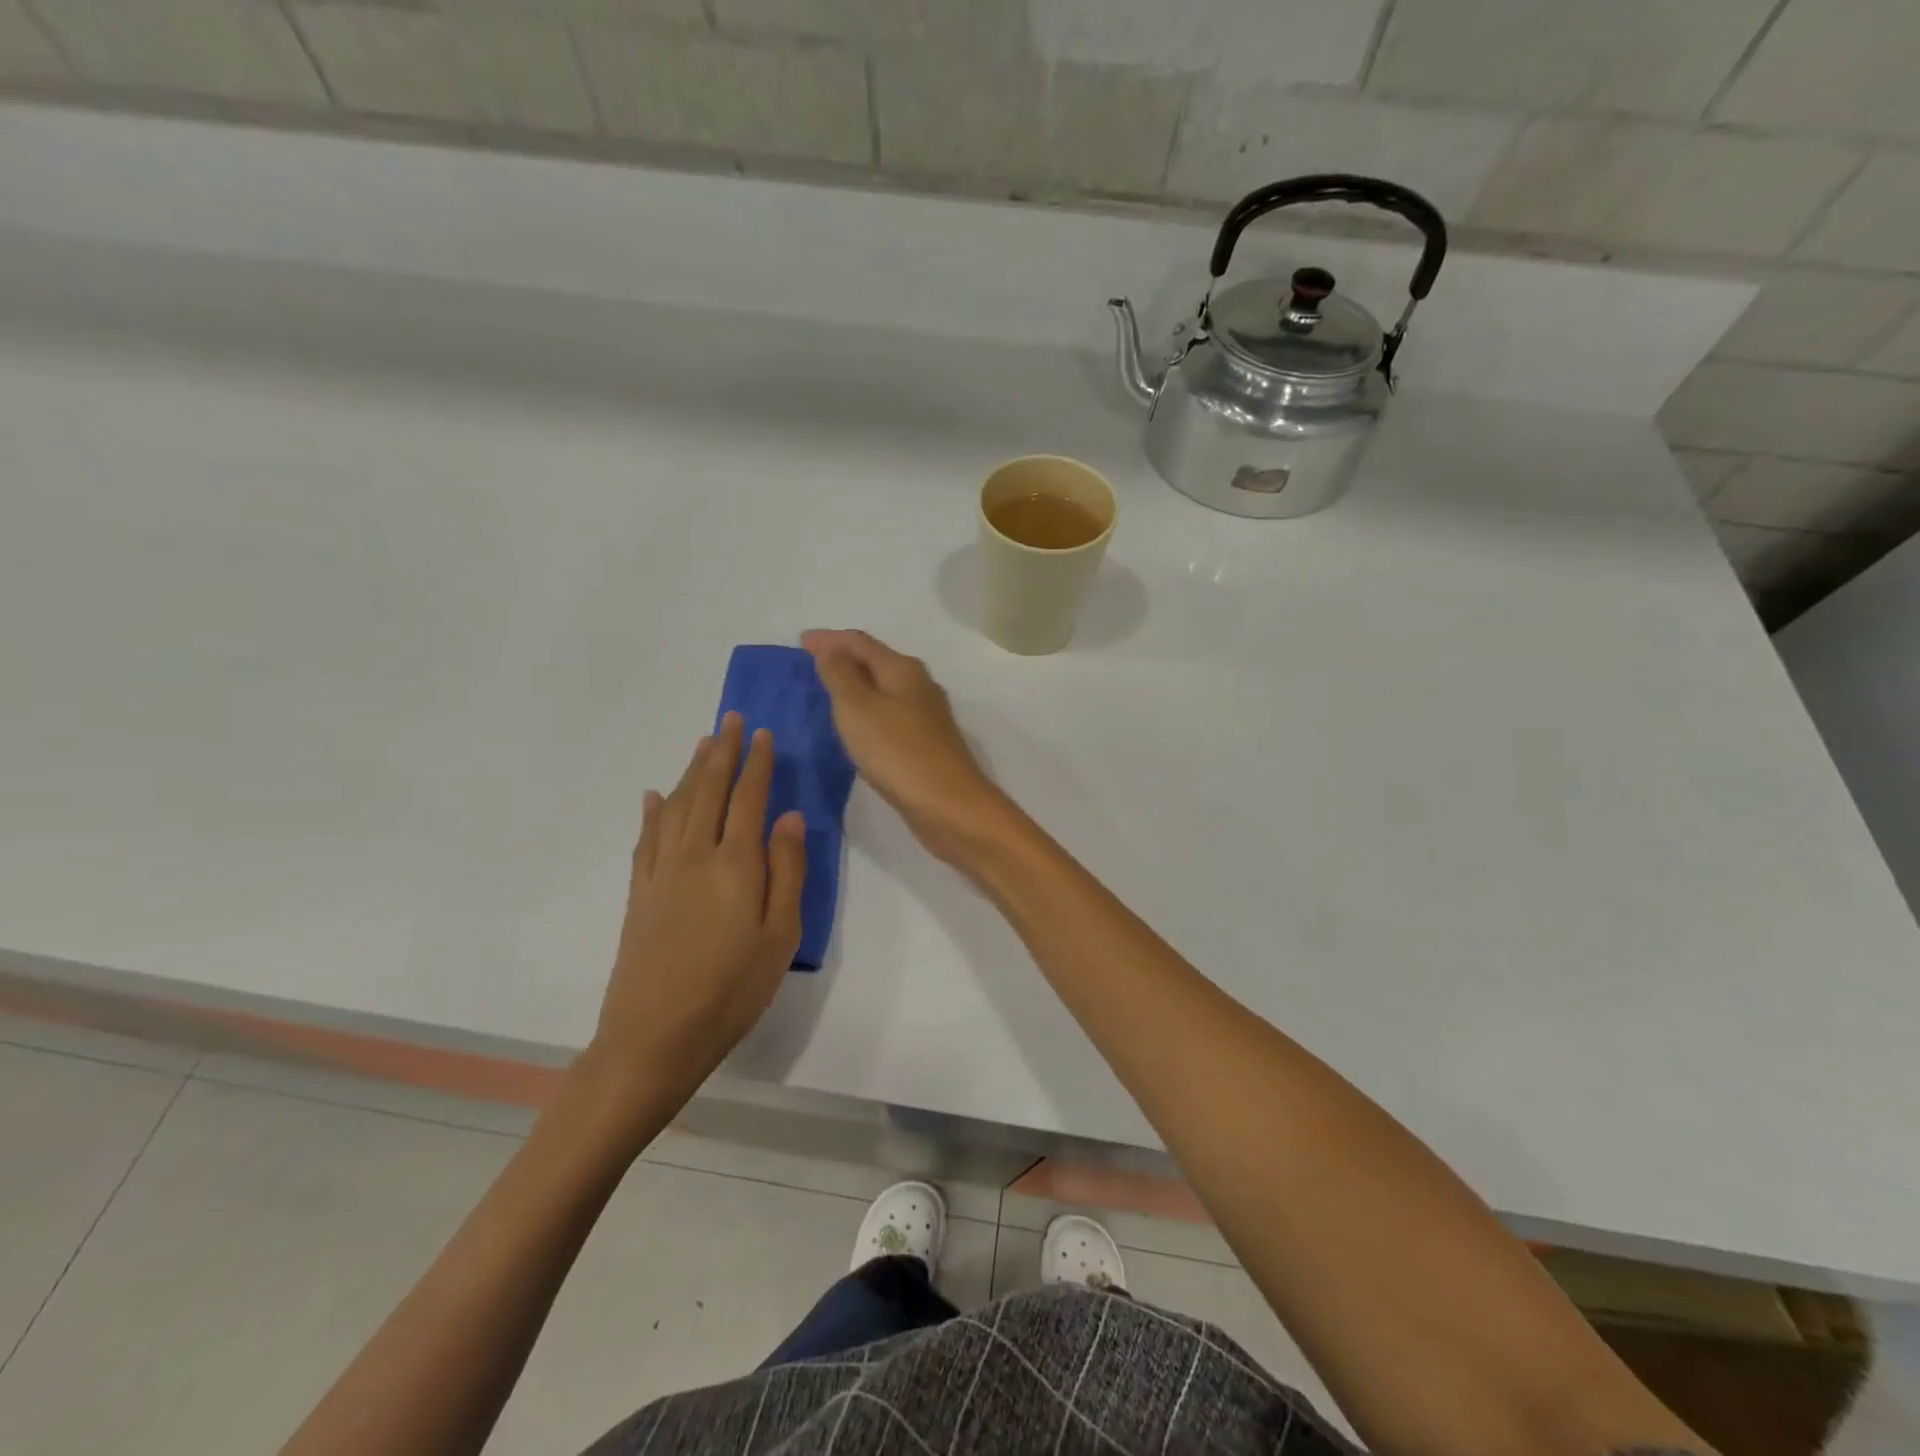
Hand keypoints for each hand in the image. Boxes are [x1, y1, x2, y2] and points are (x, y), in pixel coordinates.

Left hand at [585, 714, 806, 1115]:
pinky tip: (652, 796)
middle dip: (721, 752)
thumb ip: (787, 871)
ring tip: (702, 744)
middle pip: (708, 791)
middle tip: (730, 719)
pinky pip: (645, 838)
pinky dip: (650, 812)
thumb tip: (791, 817)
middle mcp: (694, 855)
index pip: (748, 799)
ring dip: (690, 771)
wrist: (655, 1036)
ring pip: (675, 806)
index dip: (756, 763)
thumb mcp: (780, 935)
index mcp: (735, 864)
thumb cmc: (732, 989)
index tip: (762, 733)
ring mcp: (660, 872)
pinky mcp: (638, 893)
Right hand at [801, 629, 1012, 863]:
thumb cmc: (897, 752)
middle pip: (876, 662)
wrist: (948, 805)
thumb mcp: (858, 708)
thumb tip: (831, 648)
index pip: (860, 642)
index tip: (800, 641)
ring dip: (856, 685)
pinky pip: (889, 715)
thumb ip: (841, 674)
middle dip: (844, 658)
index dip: (829, 639)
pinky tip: (857, 726)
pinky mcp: (926, 743)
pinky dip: (868, 711)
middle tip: (811, 664)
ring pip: (884, 689)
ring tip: (828, 691)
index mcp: (902, 669)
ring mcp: (926, 716)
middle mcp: (918, 685)